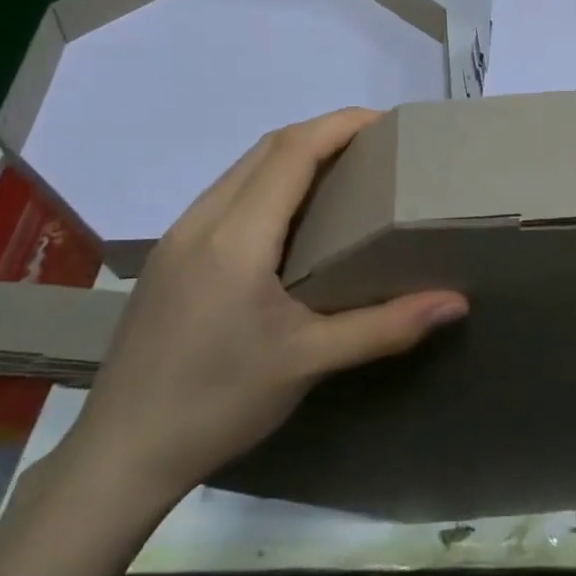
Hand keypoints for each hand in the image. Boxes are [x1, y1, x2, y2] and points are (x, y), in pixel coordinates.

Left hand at [58, 108, 468, 513]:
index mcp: (236, 237)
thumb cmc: (218, 403)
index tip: (387, 121)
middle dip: (323, 132)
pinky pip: (227, 196)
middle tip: (376, 147)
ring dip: (293, 156)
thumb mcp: (309, 362)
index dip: (340, 124)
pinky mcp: (168, 257)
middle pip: (267, 148)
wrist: (119, 454)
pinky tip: (293, 220)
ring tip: (344, 174)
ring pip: (243, 169)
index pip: (292, 151)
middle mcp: (202, 221)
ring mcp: (178, 237)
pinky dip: (269, 184)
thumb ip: (386, 326)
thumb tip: (456, 302)